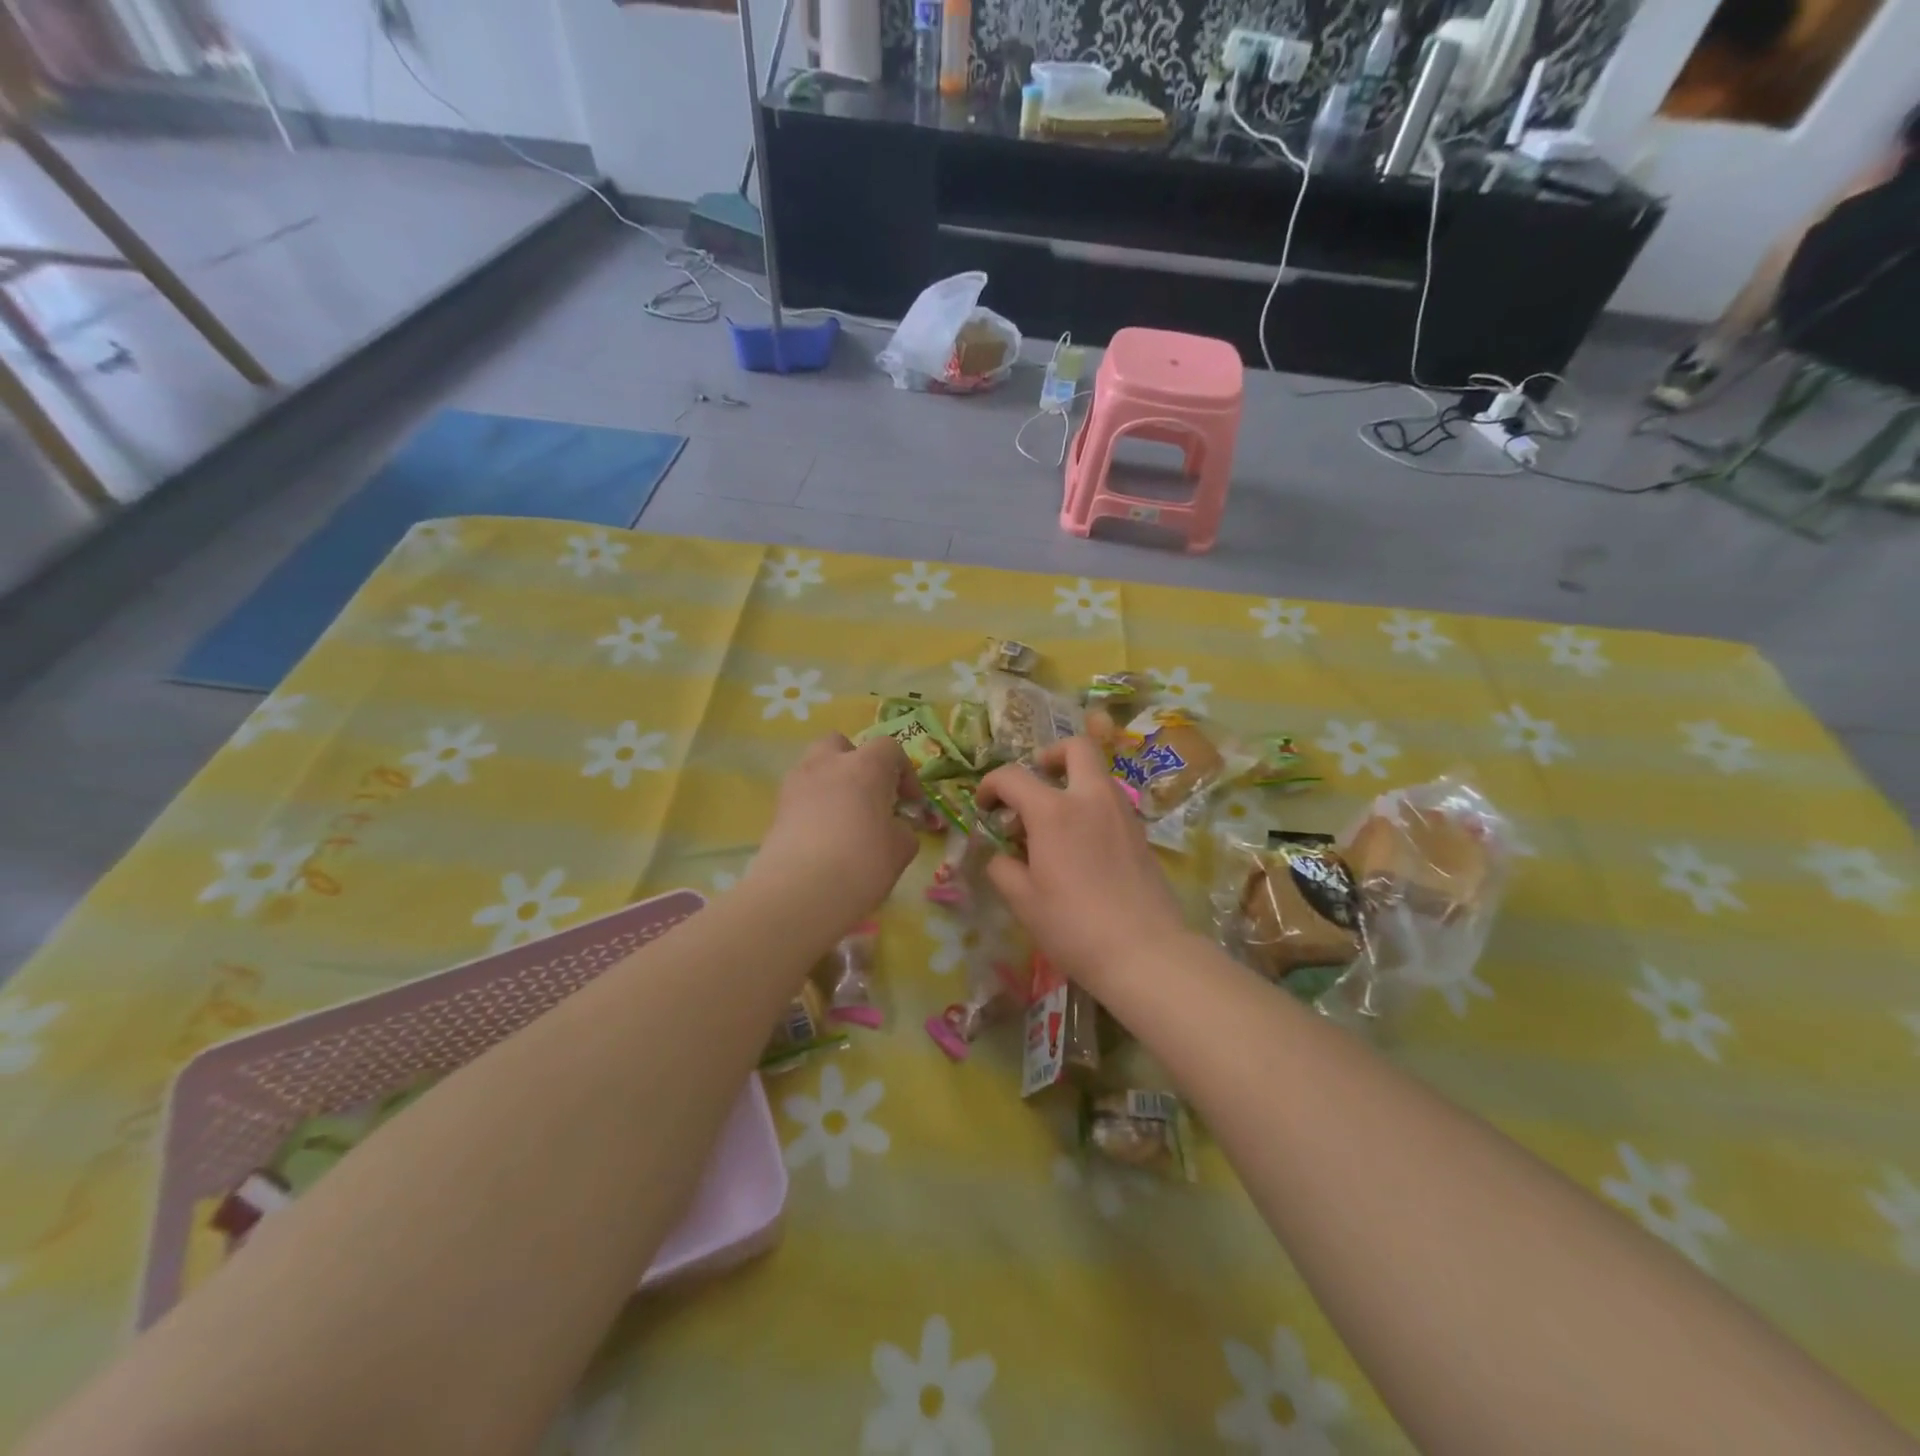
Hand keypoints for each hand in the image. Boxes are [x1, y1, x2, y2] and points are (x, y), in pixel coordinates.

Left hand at [748, 734, 919, 929]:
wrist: (798, 892)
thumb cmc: (861, 863)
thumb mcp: (900, 850)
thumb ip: (903, 831)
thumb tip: (895, 827)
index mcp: (865, 767)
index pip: (888, 748)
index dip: (903, 772)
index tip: (910, 802)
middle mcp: (828, 764)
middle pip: (840, 744)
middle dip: (856, 762)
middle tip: (869, 794)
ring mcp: (796, 784)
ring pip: (815, 766)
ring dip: (831, 782)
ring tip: (843, 816)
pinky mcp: (776, 809)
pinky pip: (800, 795)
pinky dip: (812, 806)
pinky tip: (823, 837)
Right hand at [978, 737, 1190, 995]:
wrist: (1144, 952)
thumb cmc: (1074, 926)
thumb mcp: (1023, 902)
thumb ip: (1003, 869)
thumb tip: (1002, 856)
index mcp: (1053, 811)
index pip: (1012, 776)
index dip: (990, 786)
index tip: (984, 807)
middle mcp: (1090, 799)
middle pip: (1076, 748)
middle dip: (1049, 756)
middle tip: (1035, 783)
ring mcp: (1121, 813)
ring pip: (1097, 773)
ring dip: (1072, 782)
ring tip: (1054, 822)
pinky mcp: (1140, 833)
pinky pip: (1111, 802)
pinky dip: (1091, 807)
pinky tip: (1081, 845)